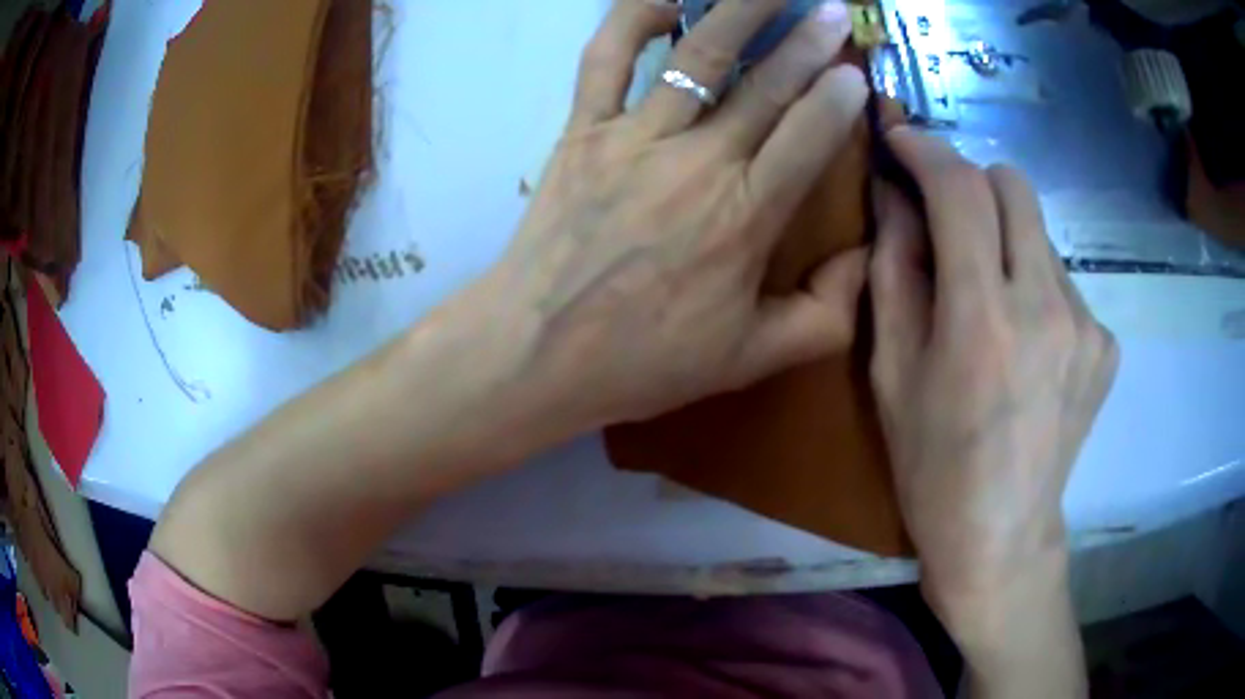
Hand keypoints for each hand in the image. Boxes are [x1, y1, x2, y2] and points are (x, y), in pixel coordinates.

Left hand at [485, 0, 869, 428]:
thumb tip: (866, 261)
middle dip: (807, 40)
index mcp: (745, 217)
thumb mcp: (750, 359)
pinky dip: (632, 18)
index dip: (840, 97)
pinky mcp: (582, 130)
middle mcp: (698, 162)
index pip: (809, 136)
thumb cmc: (643, 360)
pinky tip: (666, 0)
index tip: (858, 70)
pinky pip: (604, 59)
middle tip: (832, 8)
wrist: (536, 353)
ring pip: (698, 56)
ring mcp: (634, 137)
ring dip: (739, 9)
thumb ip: (824, 316)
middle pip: (766, 83)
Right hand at [868, 128, 1118, 600]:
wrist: (1001, 536)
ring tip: (992, 300)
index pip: (960, 189)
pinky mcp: (1106, 344)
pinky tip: (1028, 342)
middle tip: (949, 218)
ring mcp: (1087, 325)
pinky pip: (1065, 280)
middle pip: (1014, 185)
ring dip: (1007, 240)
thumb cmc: (932, 465)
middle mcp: (1047, 308)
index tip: (902, 140)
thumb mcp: (892, 372)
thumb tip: (894, 195)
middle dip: (973, 182)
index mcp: (983, 321)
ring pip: (1041, 231)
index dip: (927, 150)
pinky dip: (1037, 285)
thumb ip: (895, 270)